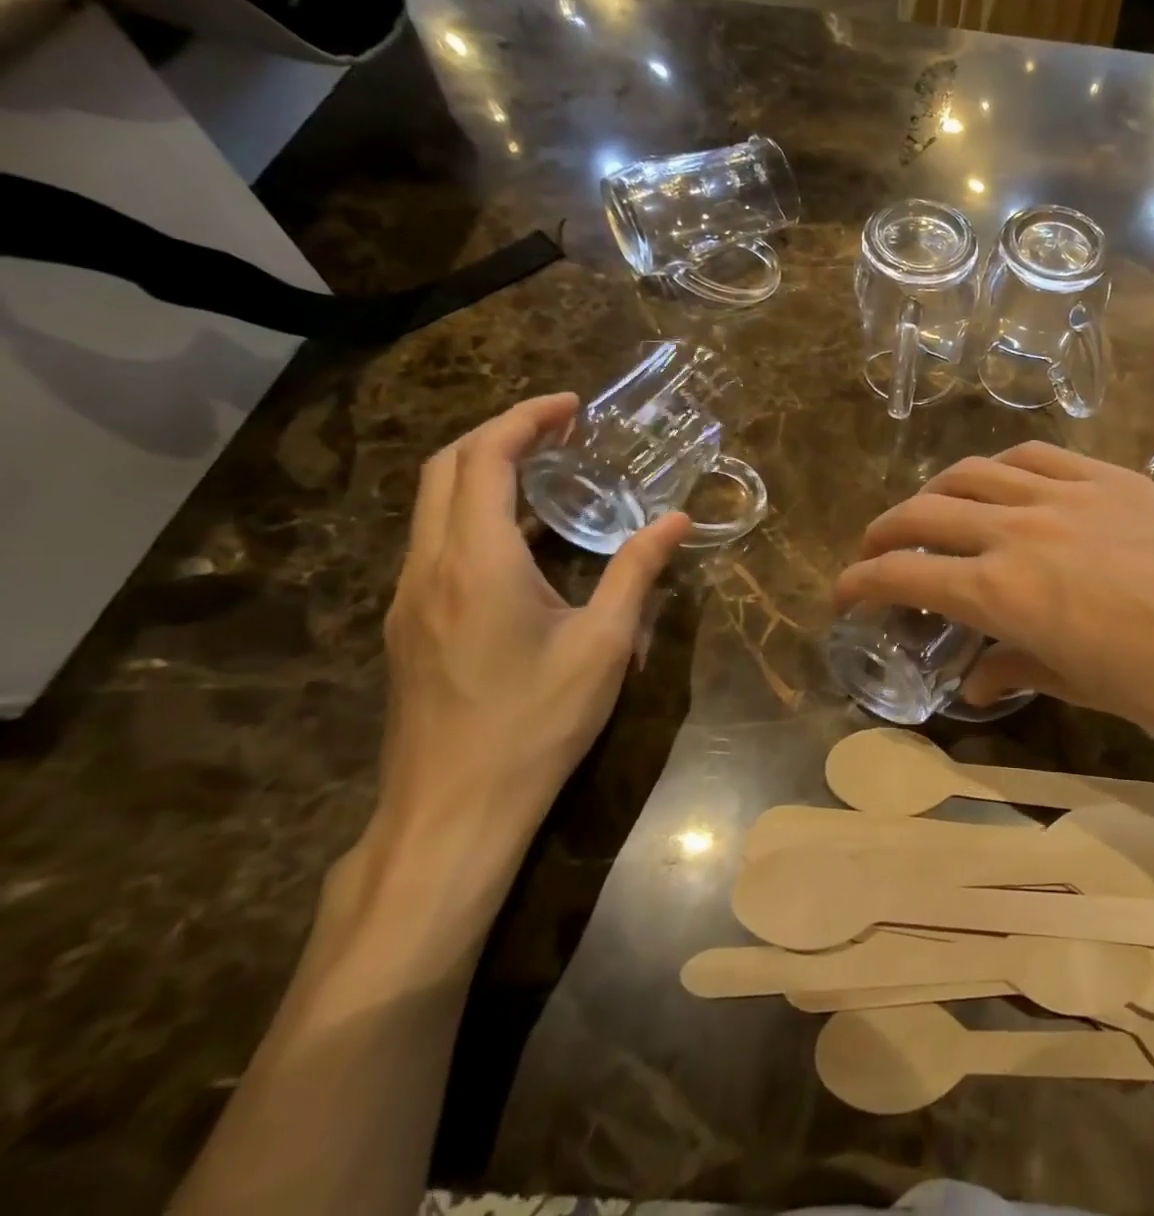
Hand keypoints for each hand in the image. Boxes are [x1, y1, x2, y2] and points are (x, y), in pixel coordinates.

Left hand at [375, 395, 688, 861]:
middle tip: (561, 430)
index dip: (524, 420)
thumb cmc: (536, 723)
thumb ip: (636, 572)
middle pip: (446, 470)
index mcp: (476, 562)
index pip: (484, 459)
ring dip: (484, 472)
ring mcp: (410, 598)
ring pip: (433, 506)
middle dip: (500, 434)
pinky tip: (524, 541)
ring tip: (549, 472)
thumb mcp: (603, 646)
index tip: (572, 408)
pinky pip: (436, 543)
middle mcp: (430, 567)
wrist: (451, 812)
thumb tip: (676, 520)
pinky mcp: (410, 625)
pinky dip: (475, 513)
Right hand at [835, 443, 1153, 769]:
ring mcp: (1066, 493)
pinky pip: (1037, 456)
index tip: (843, 595)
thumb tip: (977, 680)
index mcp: (1003, 590)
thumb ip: (1018, 668)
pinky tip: (1003, 483)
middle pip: (926, 513)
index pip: (905, 576)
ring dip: (937, 492)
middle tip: (877, 552)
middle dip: (886, 533)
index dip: (862, 584)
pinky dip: (1003, 468)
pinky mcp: (1109, 475)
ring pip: (974, 472)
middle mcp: (1019, 529)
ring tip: (932, 512)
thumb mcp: (1082, 684)